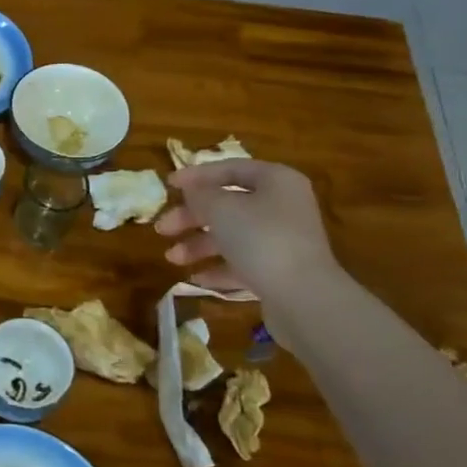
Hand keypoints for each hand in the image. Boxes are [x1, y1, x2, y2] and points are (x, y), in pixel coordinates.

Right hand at [154, 158, 339, 303]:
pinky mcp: (280, 270)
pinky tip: (195, 277)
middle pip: (228, 204)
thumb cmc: (260, 239)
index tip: (168, 185)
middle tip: (162, 228)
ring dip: (199, 244)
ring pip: (233, 235)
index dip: (197, 175)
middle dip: (192, 217)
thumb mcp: (221, 209)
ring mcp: (283, 240)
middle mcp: (282, 206)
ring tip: (172, 258)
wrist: (304, 298)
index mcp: (276, 181)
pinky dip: (218, 267)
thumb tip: (191, 189)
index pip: (231, 168)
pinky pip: (243, 262)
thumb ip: (201, 194)